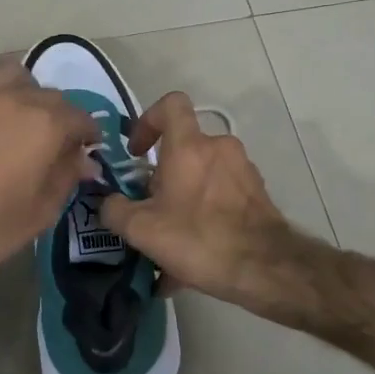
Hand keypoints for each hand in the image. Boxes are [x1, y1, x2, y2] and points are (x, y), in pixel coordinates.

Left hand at [0, 59, 98, 303]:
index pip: (81, 118)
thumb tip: (84, 160)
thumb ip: (66, 177)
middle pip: (48, 94)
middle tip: (50, 141)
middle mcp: (15, 97)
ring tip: (17, 109)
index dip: (87, 135)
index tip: (84, 151)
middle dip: (57, 115)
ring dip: (20, 87)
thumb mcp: (40, 212)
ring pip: (9, 70)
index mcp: (47, 124)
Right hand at [98, 92, 295, 304]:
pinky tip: (193, 258)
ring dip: (183, 200)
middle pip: (184, 148)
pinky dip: (204, 216)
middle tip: (151, 208)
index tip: (138, 152)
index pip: (170, 104)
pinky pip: (220, 197)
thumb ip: (115, 210)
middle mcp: (219, 148)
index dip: (148, 120)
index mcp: (190, 146)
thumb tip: (109, 203)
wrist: (265, 269)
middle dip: (163, 176)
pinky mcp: (257, 195)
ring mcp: (243, 170)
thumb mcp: (141, 230)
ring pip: (202, 176)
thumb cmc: (199, 238)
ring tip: (171, 241)